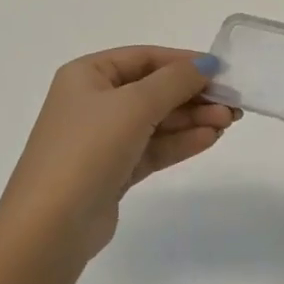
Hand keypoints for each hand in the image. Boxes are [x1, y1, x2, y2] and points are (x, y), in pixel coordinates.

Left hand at [0, 47, 237, 262]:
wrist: (51, 226)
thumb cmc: (88, 149)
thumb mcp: (134, 105)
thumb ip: (174, 81)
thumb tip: (207, 63)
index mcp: (86, 75)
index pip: (144, 58)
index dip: (183, 61)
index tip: (222, 70)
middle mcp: (92, 102)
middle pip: (153, 90)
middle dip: (193, 95)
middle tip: (232, 104)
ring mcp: (102, 139)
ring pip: (156, 121)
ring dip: (191, 119)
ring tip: (228, 123)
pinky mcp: (113, 171)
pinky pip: (153, 147)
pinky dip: (180, 142)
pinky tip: (209, 139)